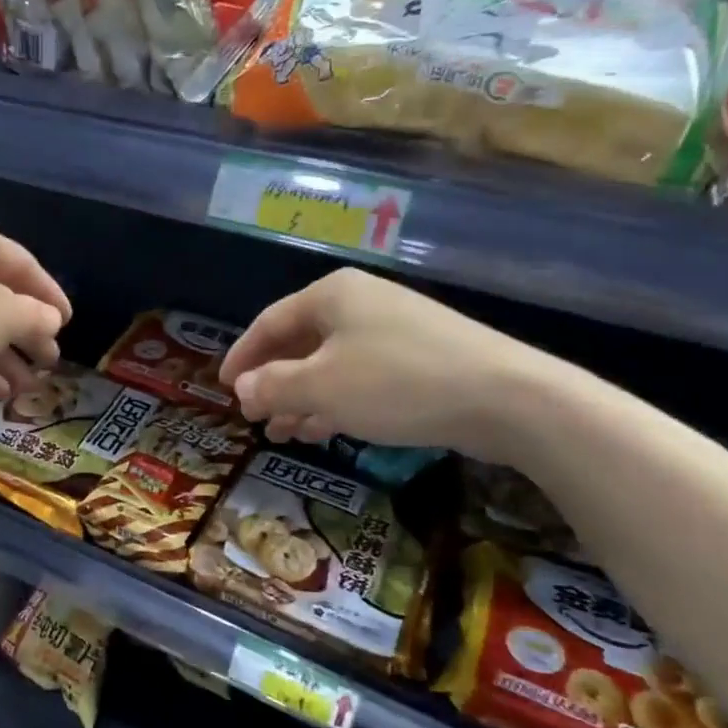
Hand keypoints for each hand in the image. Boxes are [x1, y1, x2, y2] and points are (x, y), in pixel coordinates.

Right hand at [218, 267, 550, 460]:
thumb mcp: (321, 387)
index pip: (269, 322)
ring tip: (281, 432)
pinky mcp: (419, 359)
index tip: (222, 387)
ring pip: (330, 364)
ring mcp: (393, 330)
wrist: (505, 397)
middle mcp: (360, 303)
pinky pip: (360, 377)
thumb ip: (272, 386)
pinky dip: (335, 402)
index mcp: (331, 295)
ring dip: (301, 398)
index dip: (241, 356)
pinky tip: (322, 430)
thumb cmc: (396, 383)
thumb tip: (242, 389)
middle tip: (252, 415)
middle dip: (273, 382)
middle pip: (299, 342)